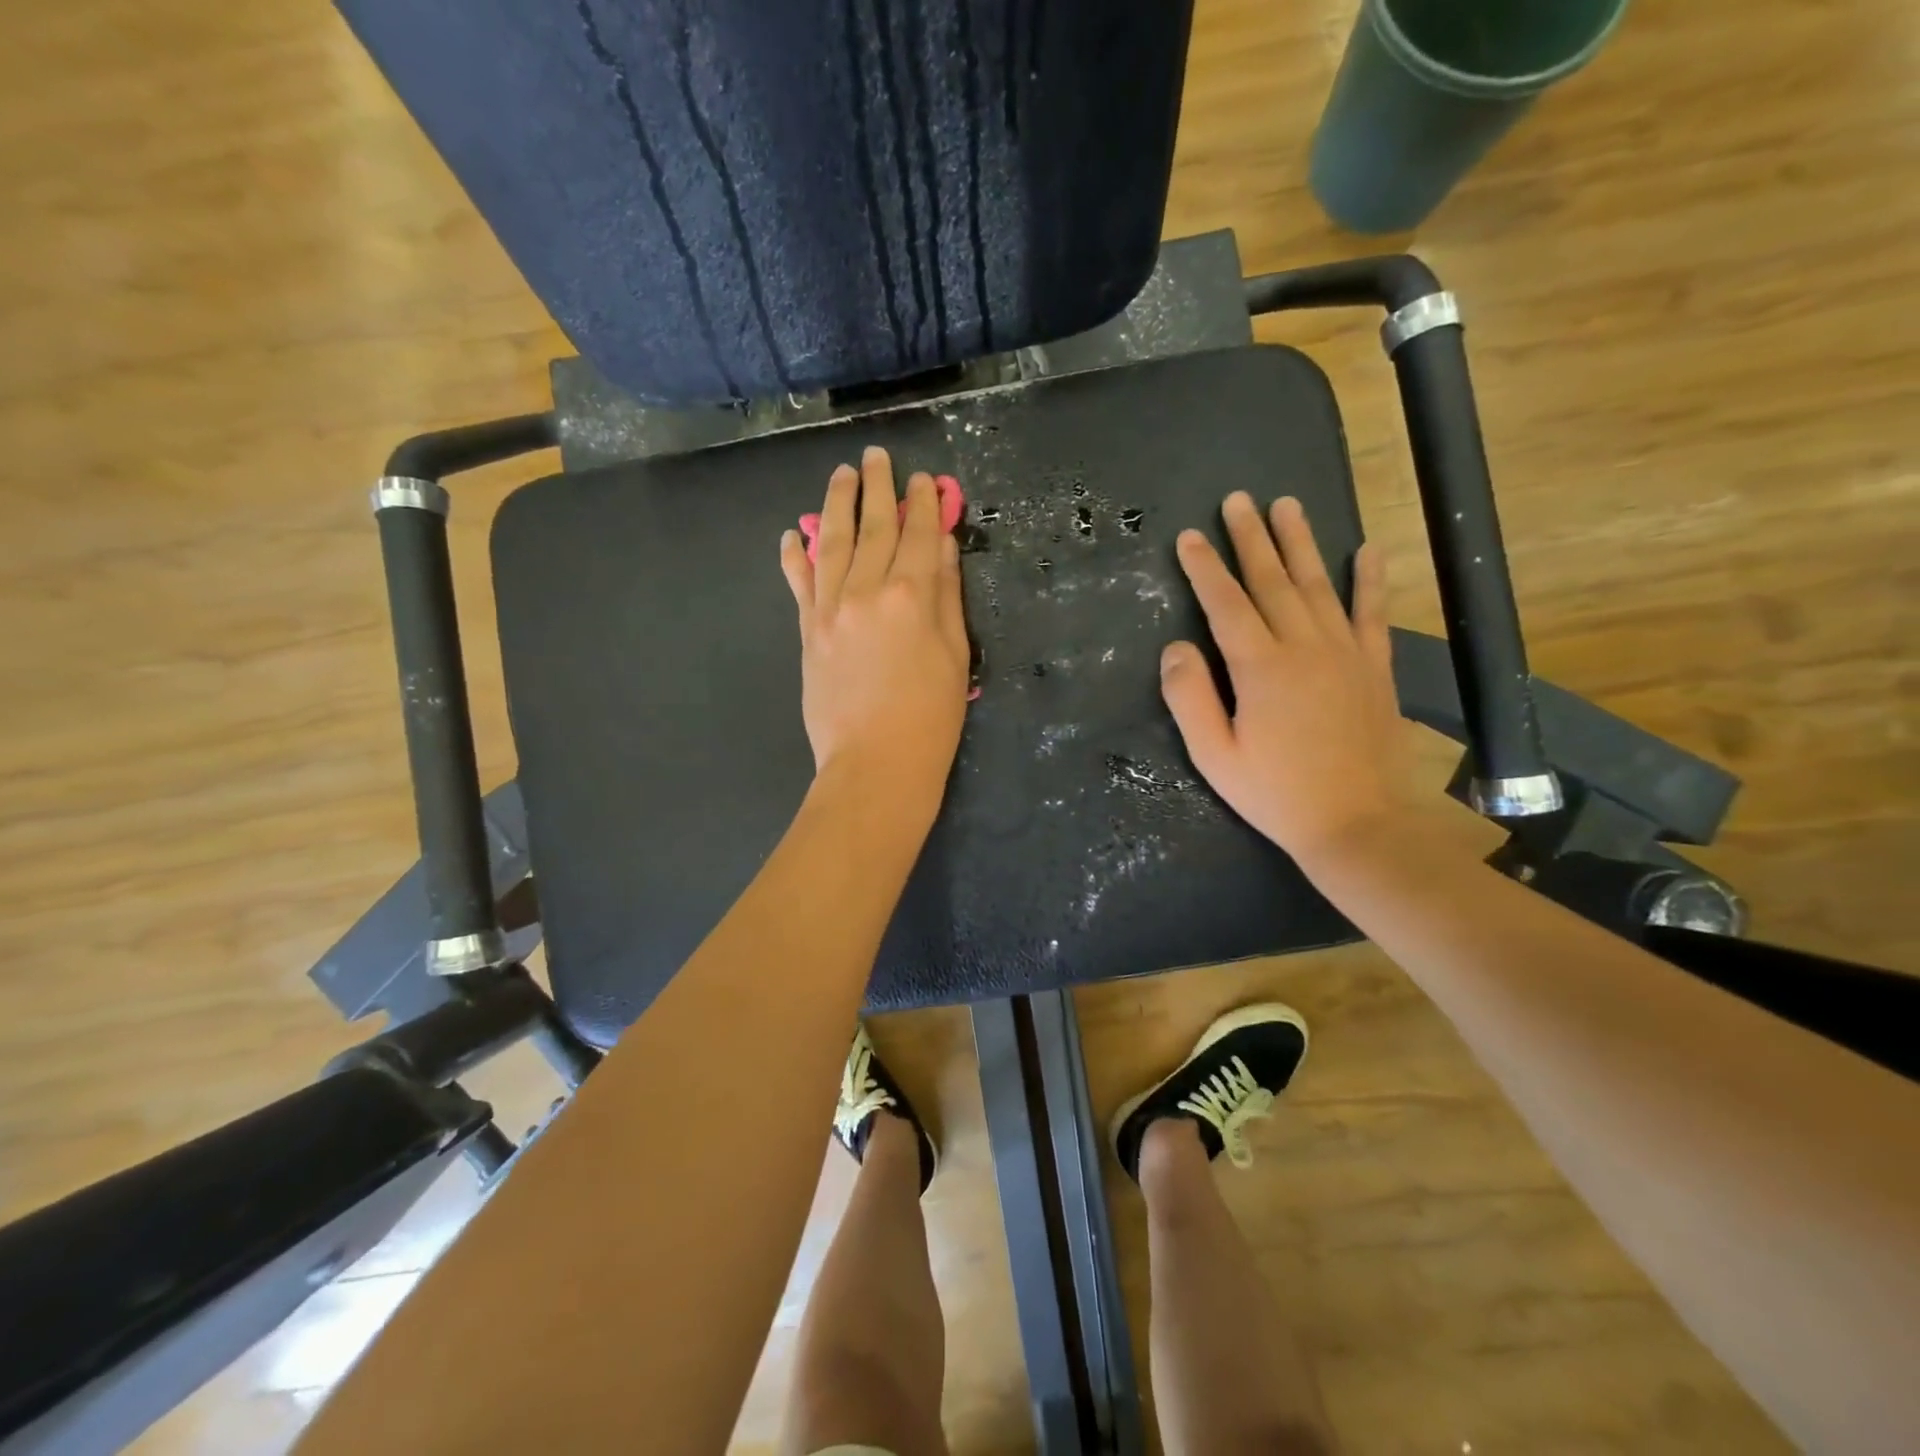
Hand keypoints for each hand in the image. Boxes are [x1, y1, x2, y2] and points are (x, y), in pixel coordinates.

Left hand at [781, 447, 969, 812]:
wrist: (874, 765)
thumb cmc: (930, 718)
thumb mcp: (954, 655)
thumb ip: (947, 596)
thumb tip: (940, 546)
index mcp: (912, 596)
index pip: (918, 535)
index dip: (922, 503)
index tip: (923, 479)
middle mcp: (867, 591)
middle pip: (874, 527)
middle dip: (877, 487)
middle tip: (875, 455)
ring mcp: (830, 609)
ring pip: (832, 542)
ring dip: (837, 504)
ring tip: (841, 474)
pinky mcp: (808, 631)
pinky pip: (799, 583)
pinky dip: (795, 555)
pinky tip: (793, 533)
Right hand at [1161, 492, 1411, 863]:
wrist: (1358, 823)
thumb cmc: (1275, 794)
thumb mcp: (1214, 756)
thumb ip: (1189, 698)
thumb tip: (1176, 647)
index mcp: (1260, 668)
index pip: (1226, 604)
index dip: (1204, 568)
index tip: (1188, 537)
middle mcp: (1304, 647)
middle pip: (1273, 581)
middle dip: (1251, 538)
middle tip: (1238, 500)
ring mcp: (1345, 653)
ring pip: (1318, 585)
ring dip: (1300, 543)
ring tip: (1286, 505)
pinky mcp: (1375, 668)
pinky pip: (1372, 613)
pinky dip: (1369, 580)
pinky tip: (1367, 550)